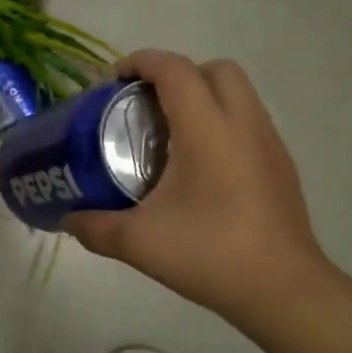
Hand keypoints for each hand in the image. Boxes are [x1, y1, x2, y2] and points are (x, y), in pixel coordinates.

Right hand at [63, 51, 333, 326]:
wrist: (283, 290)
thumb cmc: (210, 255)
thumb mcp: (139, 242)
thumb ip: (95, 227)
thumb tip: (68, 218)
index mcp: (208, 130)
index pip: (175, 70)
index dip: (142, 62)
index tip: (114, 79)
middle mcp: (244, 124)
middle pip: (215, 69)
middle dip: (177, 74)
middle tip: (146, 105)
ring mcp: (269, 143)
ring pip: (238, 93)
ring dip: (203, 96)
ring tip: (170, 135)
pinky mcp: (281, 165)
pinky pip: (249, 121)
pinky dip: (221, 123)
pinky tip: (200, 167)